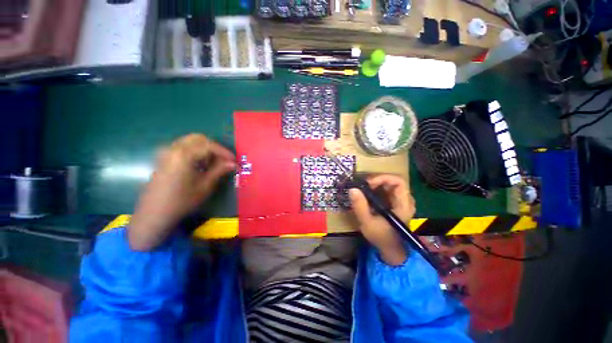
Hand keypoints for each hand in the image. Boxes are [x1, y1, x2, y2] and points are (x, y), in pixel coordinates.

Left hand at [129, 134, 235, 250]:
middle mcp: (174, 149)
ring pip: (190, 141)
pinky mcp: (163, 158)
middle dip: (214, 147)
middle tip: (224, 160)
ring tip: (214, 163)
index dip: (224, 152)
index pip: (209, 146)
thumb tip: (233, 163)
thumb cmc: (182, 201)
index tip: (234, 161)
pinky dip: (195, 152)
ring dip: (205, 149)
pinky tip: (200, 165)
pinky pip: (183, 147)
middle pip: (199, 139)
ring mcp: (166, 153)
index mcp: (184, 155)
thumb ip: (219, 171)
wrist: (154, 214)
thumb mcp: (204, 186)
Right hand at [349, 175, 414, 265]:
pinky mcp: (396, 204)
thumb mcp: (367, 222)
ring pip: (391, 185)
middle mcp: (406, 201)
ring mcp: (402, 202)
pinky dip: (378, 189)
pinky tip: (369, 194)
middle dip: (378, 180)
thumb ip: (360, 206)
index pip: (398, 182)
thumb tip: (352, 189)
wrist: (391, 249)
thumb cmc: (381, 237)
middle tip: (364, 185)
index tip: (368, 183)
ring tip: (365, 189)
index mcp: (403, 205)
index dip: (383, 178)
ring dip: (377, 184)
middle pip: (394, 181)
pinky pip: (388, 190)